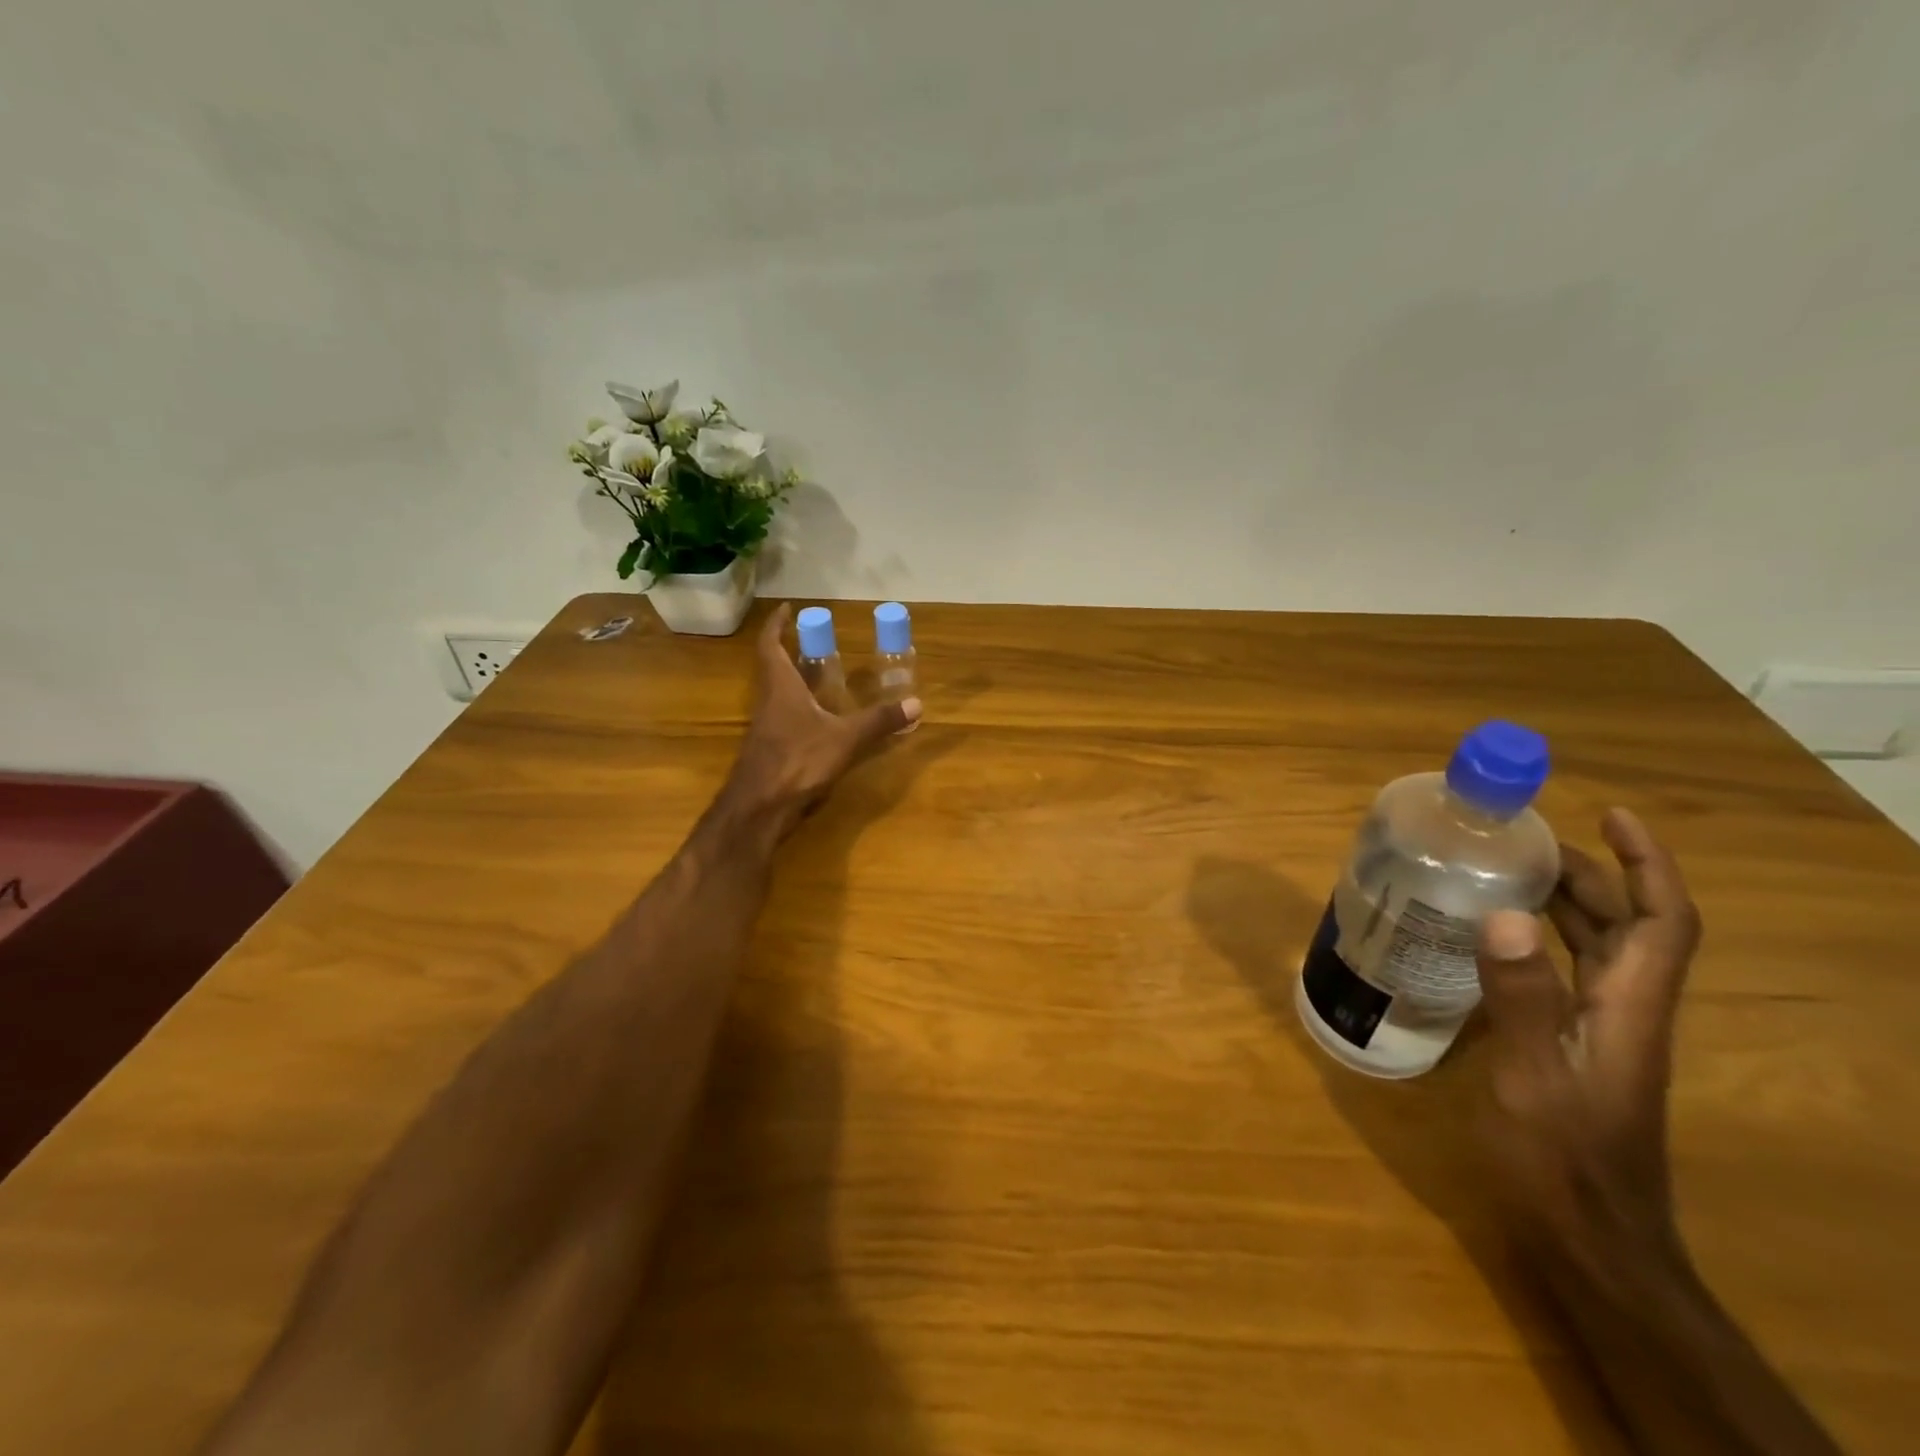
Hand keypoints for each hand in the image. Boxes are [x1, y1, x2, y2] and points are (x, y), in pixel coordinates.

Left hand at [725, 603, 921, 837]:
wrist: (759, 807)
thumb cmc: (797, 760)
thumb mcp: (845, 739)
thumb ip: (879, 721)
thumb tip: (917, 704)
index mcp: (780, 686)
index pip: (770, 645)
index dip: (776, 624)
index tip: (787, 609)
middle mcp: (768, 701)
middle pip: (772, 668)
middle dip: (789, 651)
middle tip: (815, 642)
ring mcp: (765, 728)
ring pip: (777, 694)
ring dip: (793, 681)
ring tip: (820, 676)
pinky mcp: (768, 751)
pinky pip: (783, 719)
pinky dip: (798, 710)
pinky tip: (818, 721)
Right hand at [1475, 808, 1703, 1282]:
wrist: (1587, 1240)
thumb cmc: (1560, 1160)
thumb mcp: (1531, 1078)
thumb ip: (1521, 999)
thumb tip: (1507, 914)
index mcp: (1628, 1009)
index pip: (1663, 922)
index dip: (1647, 864)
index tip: (1612, 814)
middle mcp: (1624, 1011)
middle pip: (1628, 926)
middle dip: (1591, 873)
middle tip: (1525, 838)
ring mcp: (1599, 1031)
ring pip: (1596, 949)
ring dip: (1564, 903)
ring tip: (1506, 870)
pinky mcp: (1570, 1047)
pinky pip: (1563, 973)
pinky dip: (1537, 941)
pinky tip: (1491, 938)